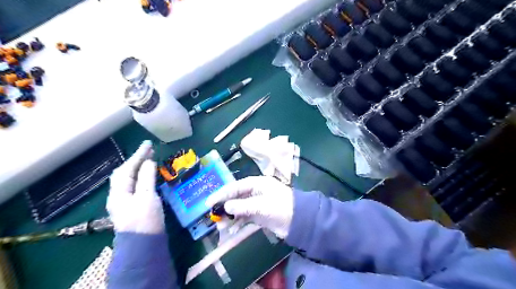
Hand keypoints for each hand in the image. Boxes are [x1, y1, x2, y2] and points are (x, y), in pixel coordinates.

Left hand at [106, 140, 164, 234]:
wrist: (144, 246)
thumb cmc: (145, 220)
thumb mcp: (146, 197)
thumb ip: (146, 178)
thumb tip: (148, 162)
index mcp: (120, 192)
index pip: (127, 168)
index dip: (138, 155)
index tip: (148, 143)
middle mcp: (119, 195)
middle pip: (125, 173)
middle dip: (136, 160)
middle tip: (149, 149)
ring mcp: (126, 201)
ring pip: (130, 179)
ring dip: (139, 167)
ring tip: (149, 158)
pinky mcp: (134, 206)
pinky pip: (136, 185)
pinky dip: (142, 176)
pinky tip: (148, 175)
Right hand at [206, 177, 293, 237]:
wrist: (299, 220)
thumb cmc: (281, 207)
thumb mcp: (261, 205)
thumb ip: (242, 206)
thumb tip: (225, 207)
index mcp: (256, 184)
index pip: (234, 187)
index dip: (221, 194)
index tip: (208, 202)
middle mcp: (255, 192)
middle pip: (235, 198)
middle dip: (224, 207)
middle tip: (213, 217)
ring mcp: (257, 204)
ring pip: (239, 209)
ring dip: (230, 217)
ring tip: (220, 227)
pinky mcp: (259, 214)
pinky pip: (245, 218)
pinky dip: (238, 223)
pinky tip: (232, 230)